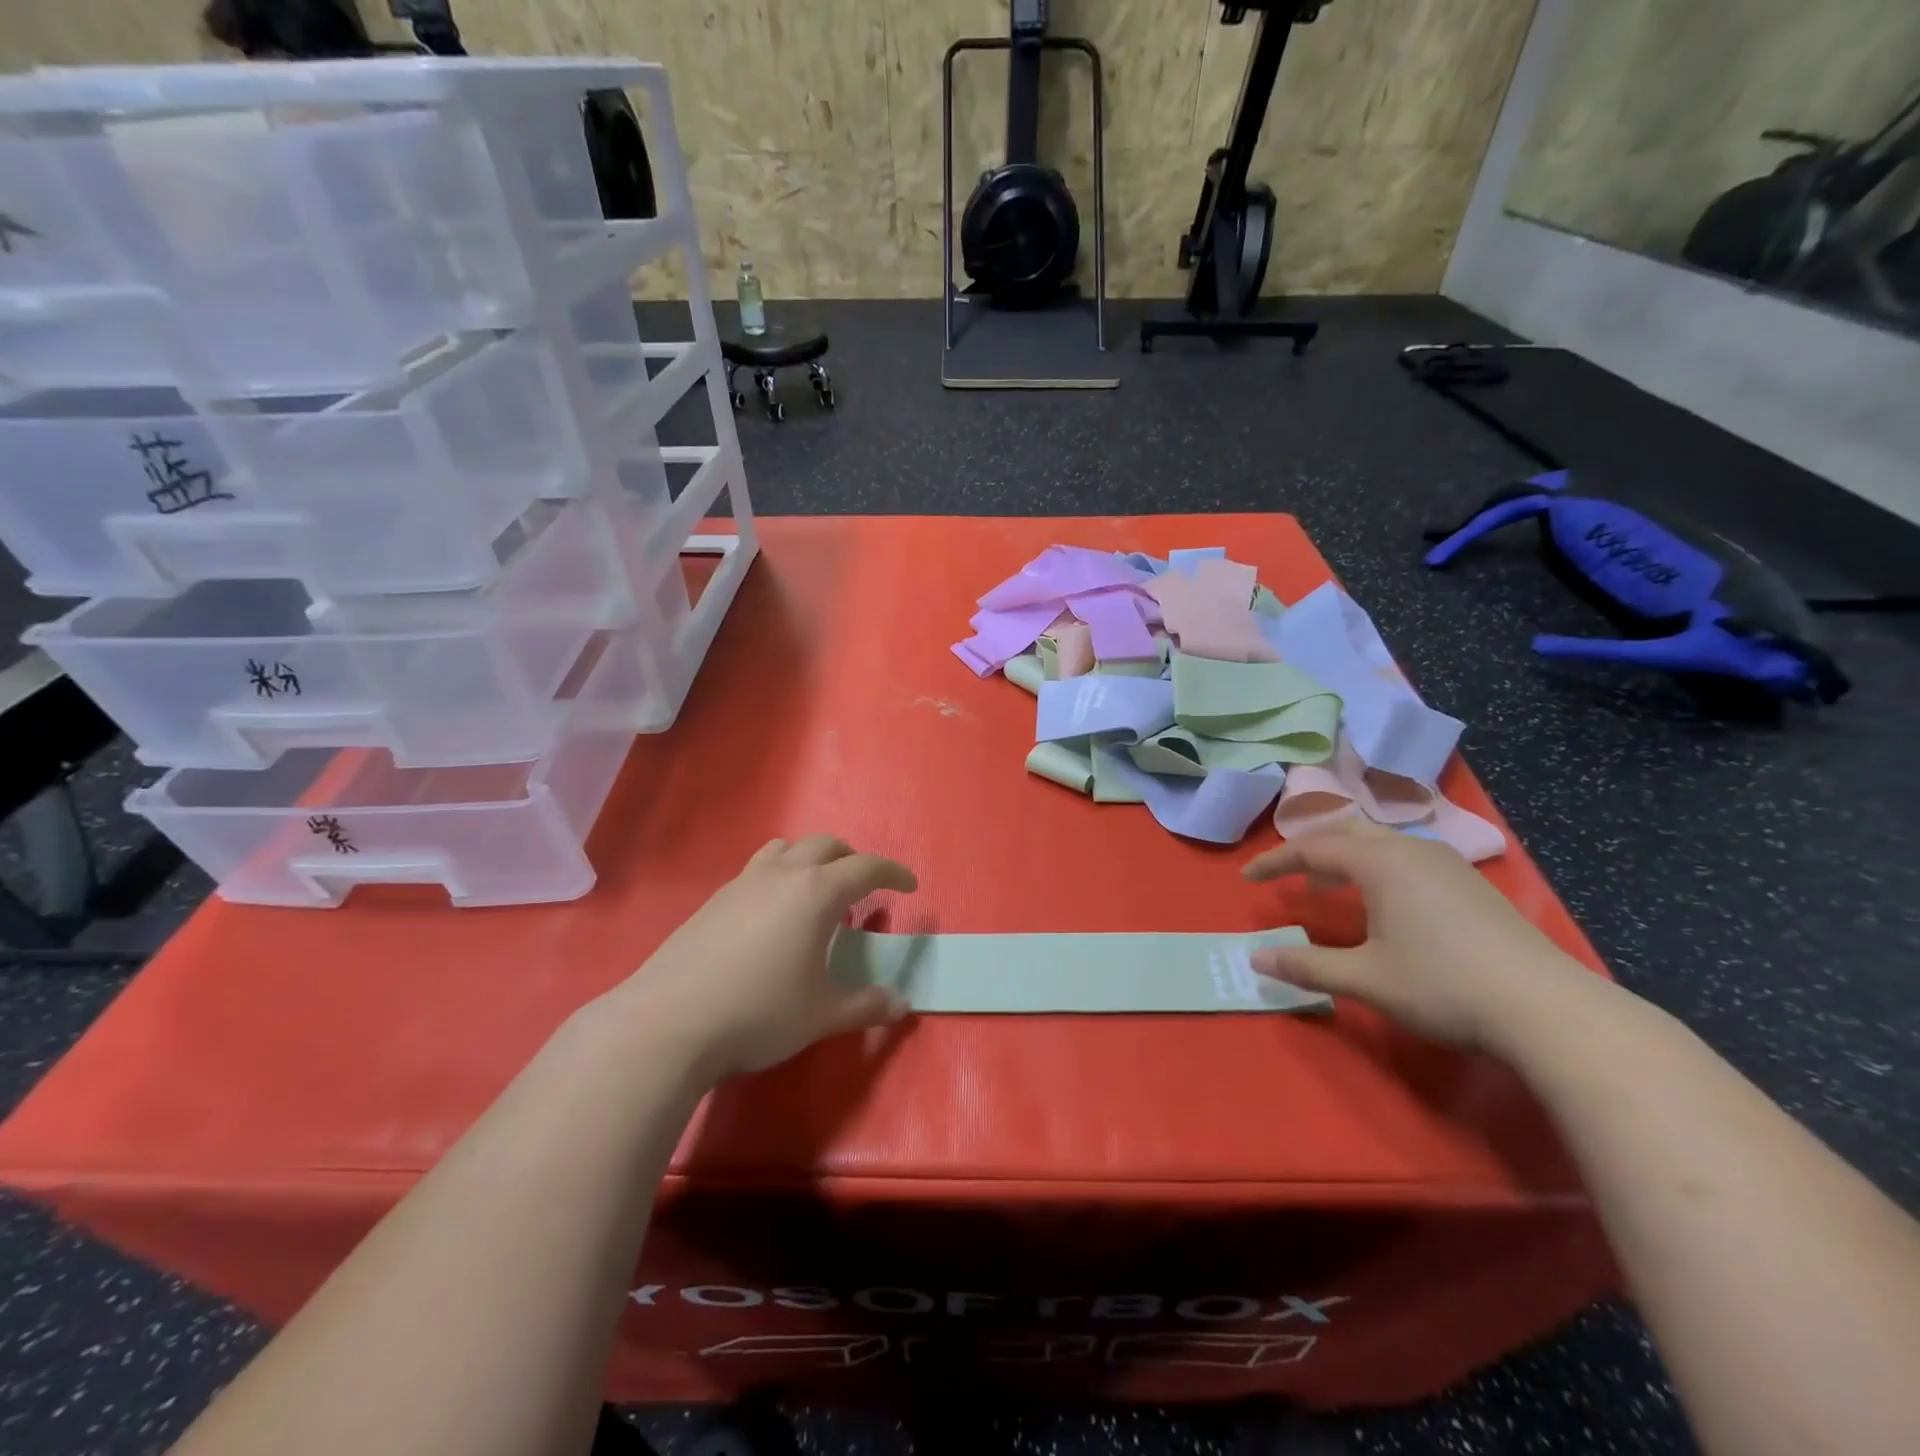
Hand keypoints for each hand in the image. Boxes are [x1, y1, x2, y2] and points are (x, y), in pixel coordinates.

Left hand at [623, 835, 917, 1080]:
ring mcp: (742, 884)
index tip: (909, 885)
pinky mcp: (713, 901)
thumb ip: (865, 1006)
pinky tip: (772, 918)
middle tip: (862, 889)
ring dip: (810, 860)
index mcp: (817, 893)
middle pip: (825, 845)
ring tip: (815, 894)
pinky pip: (757, 870)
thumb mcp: (821, 1014)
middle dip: (851, 859)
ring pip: (785, 849)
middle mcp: (782, 875)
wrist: (668, 1023)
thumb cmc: (759, 1012)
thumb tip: (900, 1005)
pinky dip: (779, 877)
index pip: (866, 867)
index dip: (893, 872)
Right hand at [1242, 819, 1596, 1052]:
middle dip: (1310, 849)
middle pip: (1347, 832)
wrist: (1548, 1009)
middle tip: (1288, 874)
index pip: (1312, 848)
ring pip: (1381, 842)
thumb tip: (1255, 959)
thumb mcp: (1366, 978)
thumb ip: (1307, 966)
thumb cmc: (1443, 986)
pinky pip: (1407, 857)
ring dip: (1346, 857)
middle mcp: (1411, 850)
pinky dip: (1377, 867)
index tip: (1248, 877)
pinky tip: (1385, 902)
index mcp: (1380, 862)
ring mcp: (1447, 864)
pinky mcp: (1471, 884)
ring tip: (1329, 887)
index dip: (1275, 862)